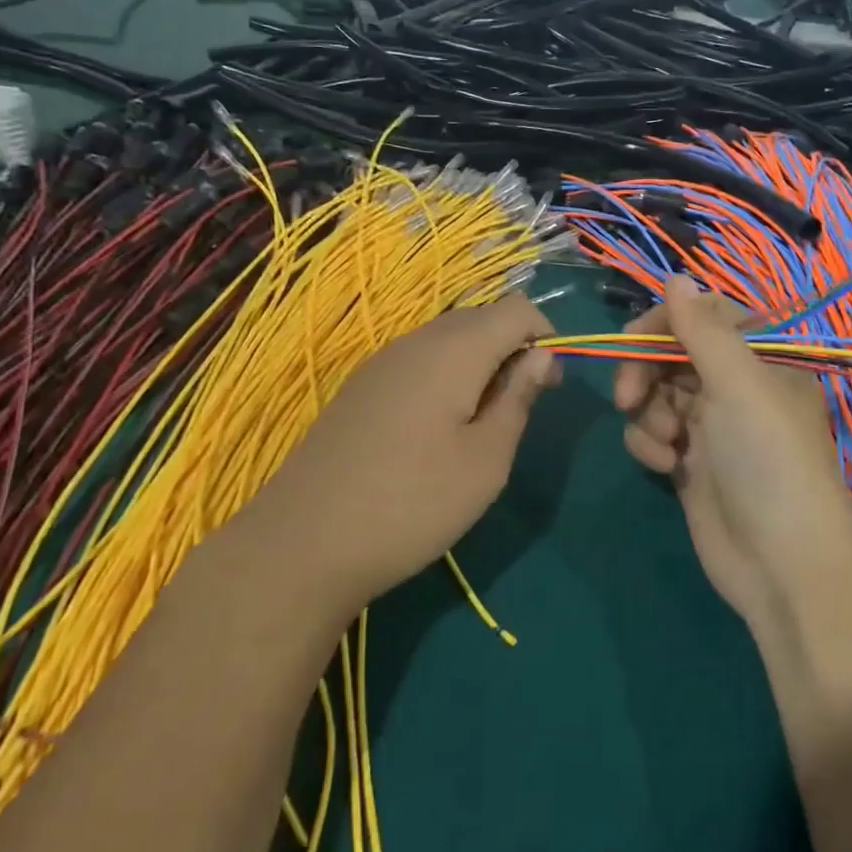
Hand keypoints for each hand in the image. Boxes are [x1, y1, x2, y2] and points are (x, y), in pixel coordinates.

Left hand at [252, 293, 558, 612]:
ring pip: (448, 338)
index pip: (517, 308)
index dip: (545, 336)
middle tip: (520, 407)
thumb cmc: (413, 503)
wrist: (303, 542)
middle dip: (513, 348)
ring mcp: (383, 361)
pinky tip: (436, 429)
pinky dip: (445, 376)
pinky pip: (419, 360)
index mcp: (455, 349)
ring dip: (479, 363)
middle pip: (481, 318)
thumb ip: (518, 399)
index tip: (547, 387)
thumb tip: (542, 356)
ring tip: (480, 423)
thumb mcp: (486, 461)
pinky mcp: (361, 386)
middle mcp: (418, 340)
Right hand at [613, 274, 851, 630]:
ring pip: (657, 394)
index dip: (666, 322)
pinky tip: (663, 465)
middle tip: (628, 395)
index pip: (705, 317)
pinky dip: (650, 443)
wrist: (781, 565)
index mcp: (761, 361)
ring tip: (664, 442)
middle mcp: (737, 388)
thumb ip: (702, 328)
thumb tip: (676, 276)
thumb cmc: (767, 460)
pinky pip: (653, 432)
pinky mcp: (690, 463)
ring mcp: (712, 427)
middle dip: (646, 371)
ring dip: (648, 412)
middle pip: (673, 355)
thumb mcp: (738, 384)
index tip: (634, 338)